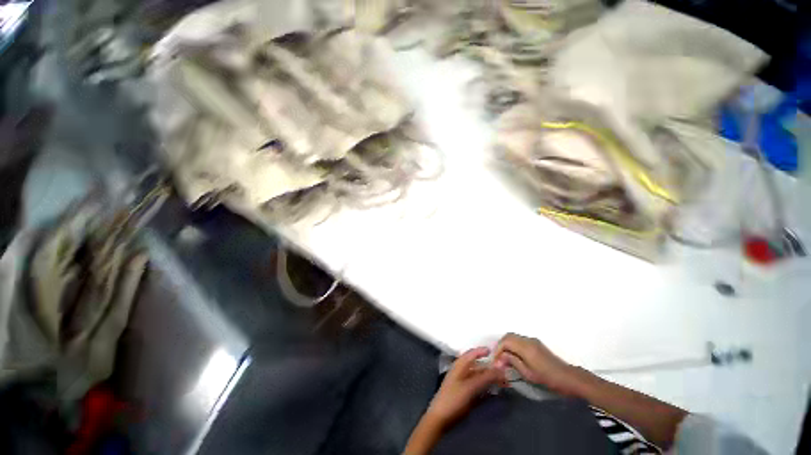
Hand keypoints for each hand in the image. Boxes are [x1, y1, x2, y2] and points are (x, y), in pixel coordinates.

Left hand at [425, 347, 503, 426]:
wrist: (441, 418)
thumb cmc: (453, 398)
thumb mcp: (470, 387)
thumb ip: (486, 377)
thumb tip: (501, 367)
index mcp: (460, 365)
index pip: (473, 353)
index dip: (483, 351)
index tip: (497, 352)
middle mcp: (462, 371)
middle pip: (479, 366)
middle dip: (492, 368)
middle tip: (506, 372)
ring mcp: (464, 383)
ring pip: (480, 377)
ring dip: (491, 379)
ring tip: (505, 383)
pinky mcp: (466, 394)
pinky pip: (479, 387)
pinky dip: (487, 388)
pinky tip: (495, 391)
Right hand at [494, 333, 578, 394]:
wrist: (569, 378)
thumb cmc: (548, 378)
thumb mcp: (528, 374)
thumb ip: (513, 362)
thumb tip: (500, 357)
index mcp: (525, 347)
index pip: (505, 342)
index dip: (498, 350)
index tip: (495, 361)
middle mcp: (528, 340)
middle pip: (508, 336)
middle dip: (501, 346)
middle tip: (498, 359)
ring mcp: (533, 341)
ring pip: (514, 337)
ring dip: (507, 345)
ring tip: (504, 358)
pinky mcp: (536, 344)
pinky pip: (520, 340)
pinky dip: (513, 345)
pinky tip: (514, 356)